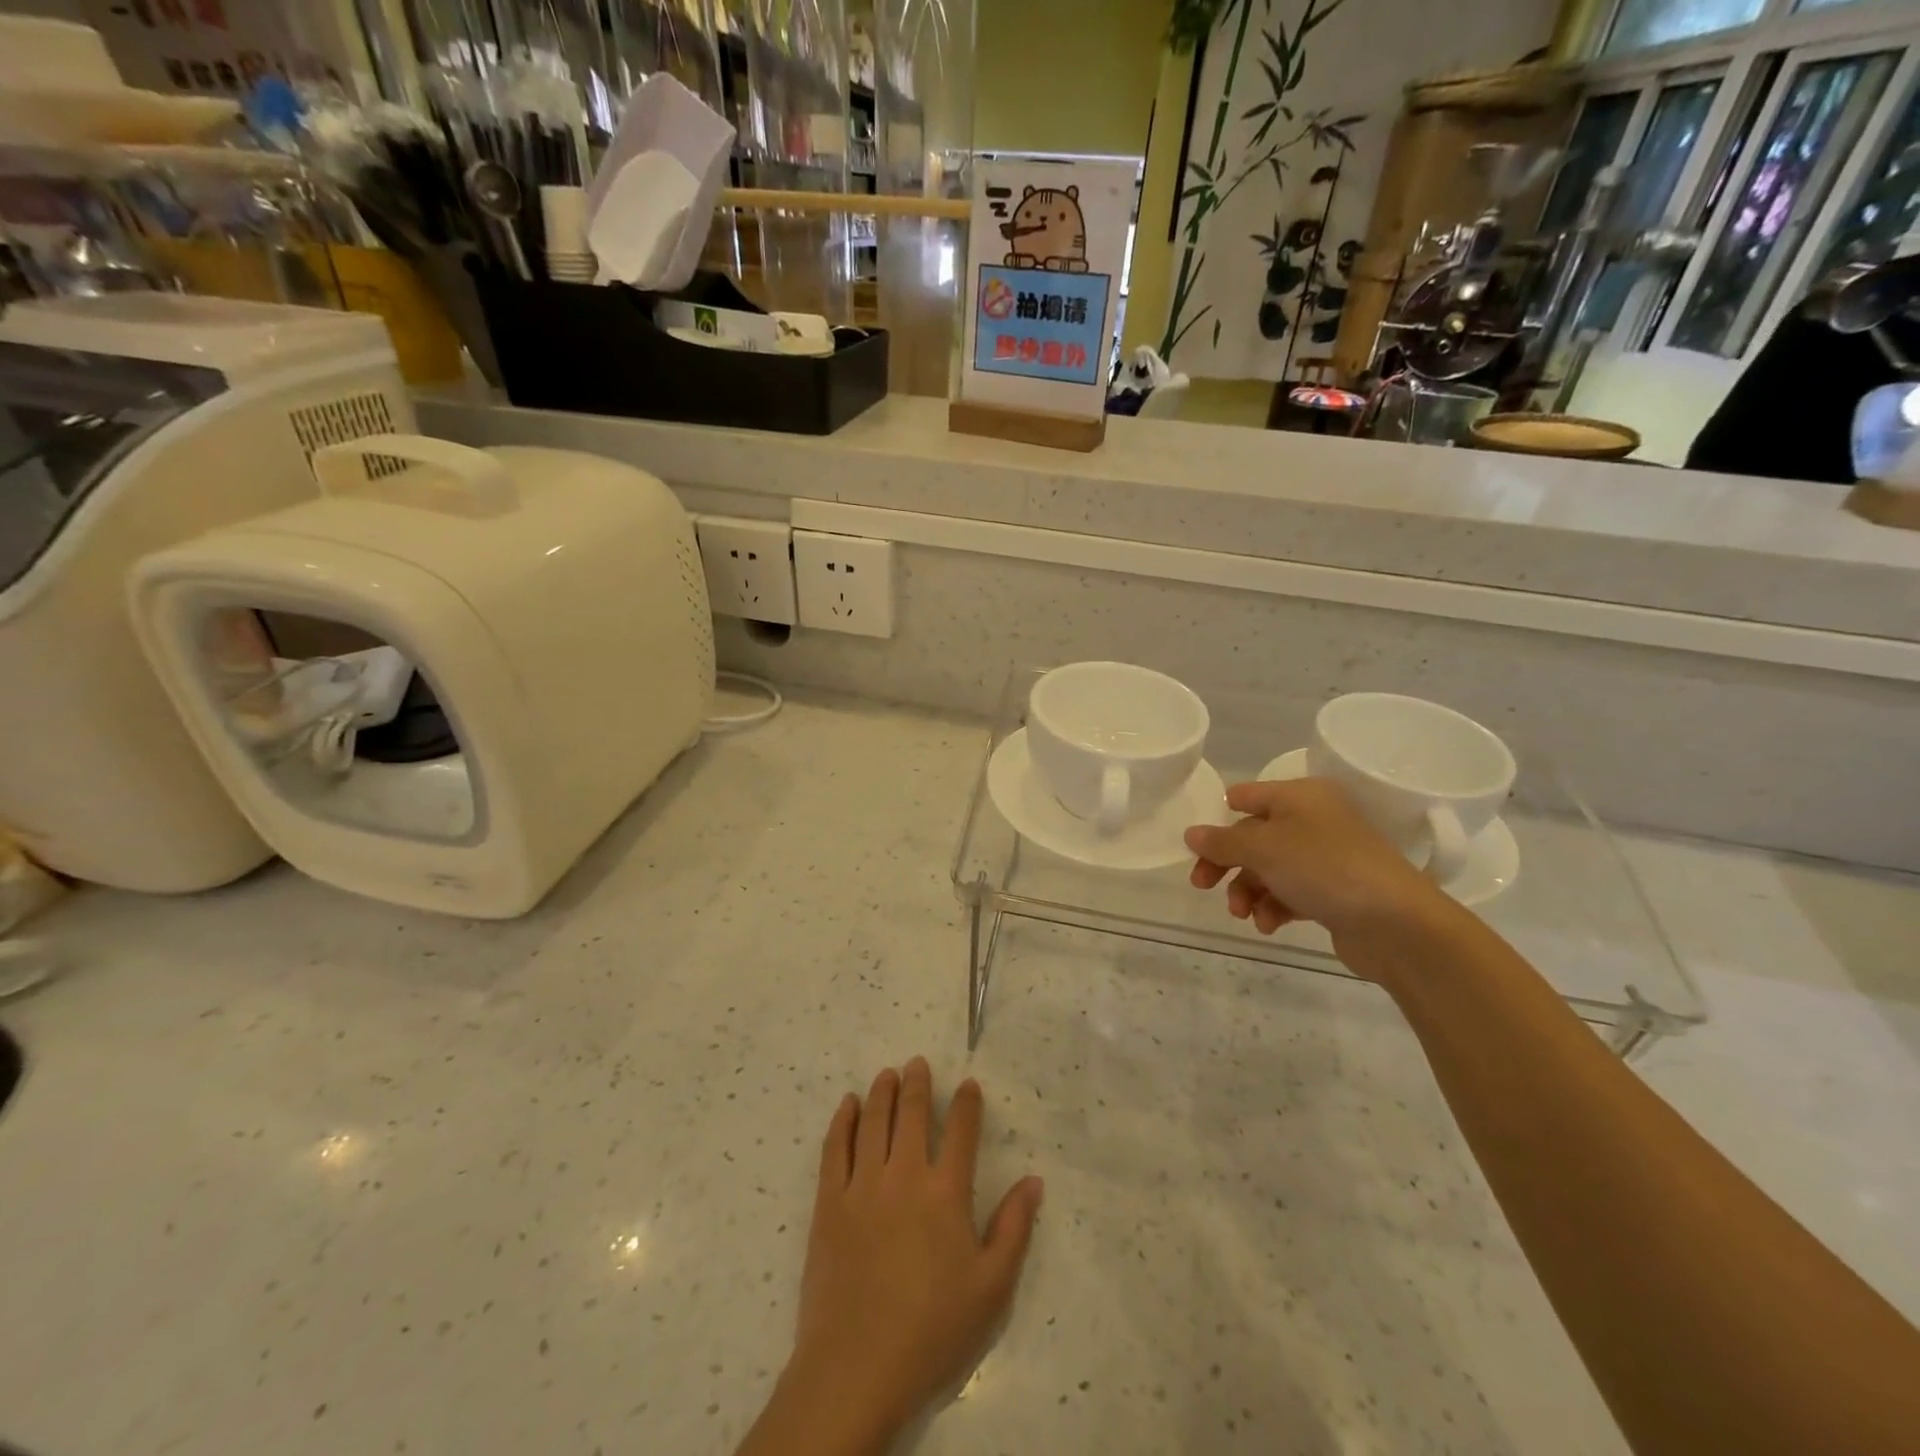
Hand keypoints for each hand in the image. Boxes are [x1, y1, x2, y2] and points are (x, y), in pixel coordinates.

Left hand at [772, 1059, 1042, 1448]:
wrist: (858, 1367)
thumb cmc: (933, 1330)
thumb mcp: (991, 1288)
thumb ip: (1014, 1228)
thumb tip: (1034, 1180)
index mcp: (946, 1192)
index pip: (962, 1132)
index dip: (967, 1103)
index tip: (969, 1084)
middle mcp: (905, 1175)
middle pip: (913, 1115)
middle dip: (918, 1084)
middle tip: (917, 1063)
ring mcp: (863, 1185)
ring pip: (873, 1122)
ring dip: (882, 1092)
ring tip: (887, 1074)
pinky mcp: (829, 1202)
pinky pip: (835, 1148)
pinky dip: (842, 1120)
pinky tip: (847, 1104)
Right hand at [1184, 777, 1445, 946]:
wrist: (1397, 923)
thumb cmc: (1324, 868)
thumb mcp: (1263, 848)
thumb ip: (1222, 841)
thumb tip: (1191, 834)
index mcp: (1300, 796)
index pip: (1246, 796)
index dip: (1218, 817)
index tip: (1198, 847)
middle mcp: (1314, 819)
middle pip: (1253, 836)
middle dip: (1227, 863)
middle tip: (1202, 885)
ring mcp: (1326, 857)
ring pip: (1269, 868)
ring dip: (1248, 890)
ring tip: (1244, 914)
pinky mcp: (1334, 891)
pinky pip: (1290, 892)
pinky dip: (1273, 906)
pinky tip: (1268, 925)